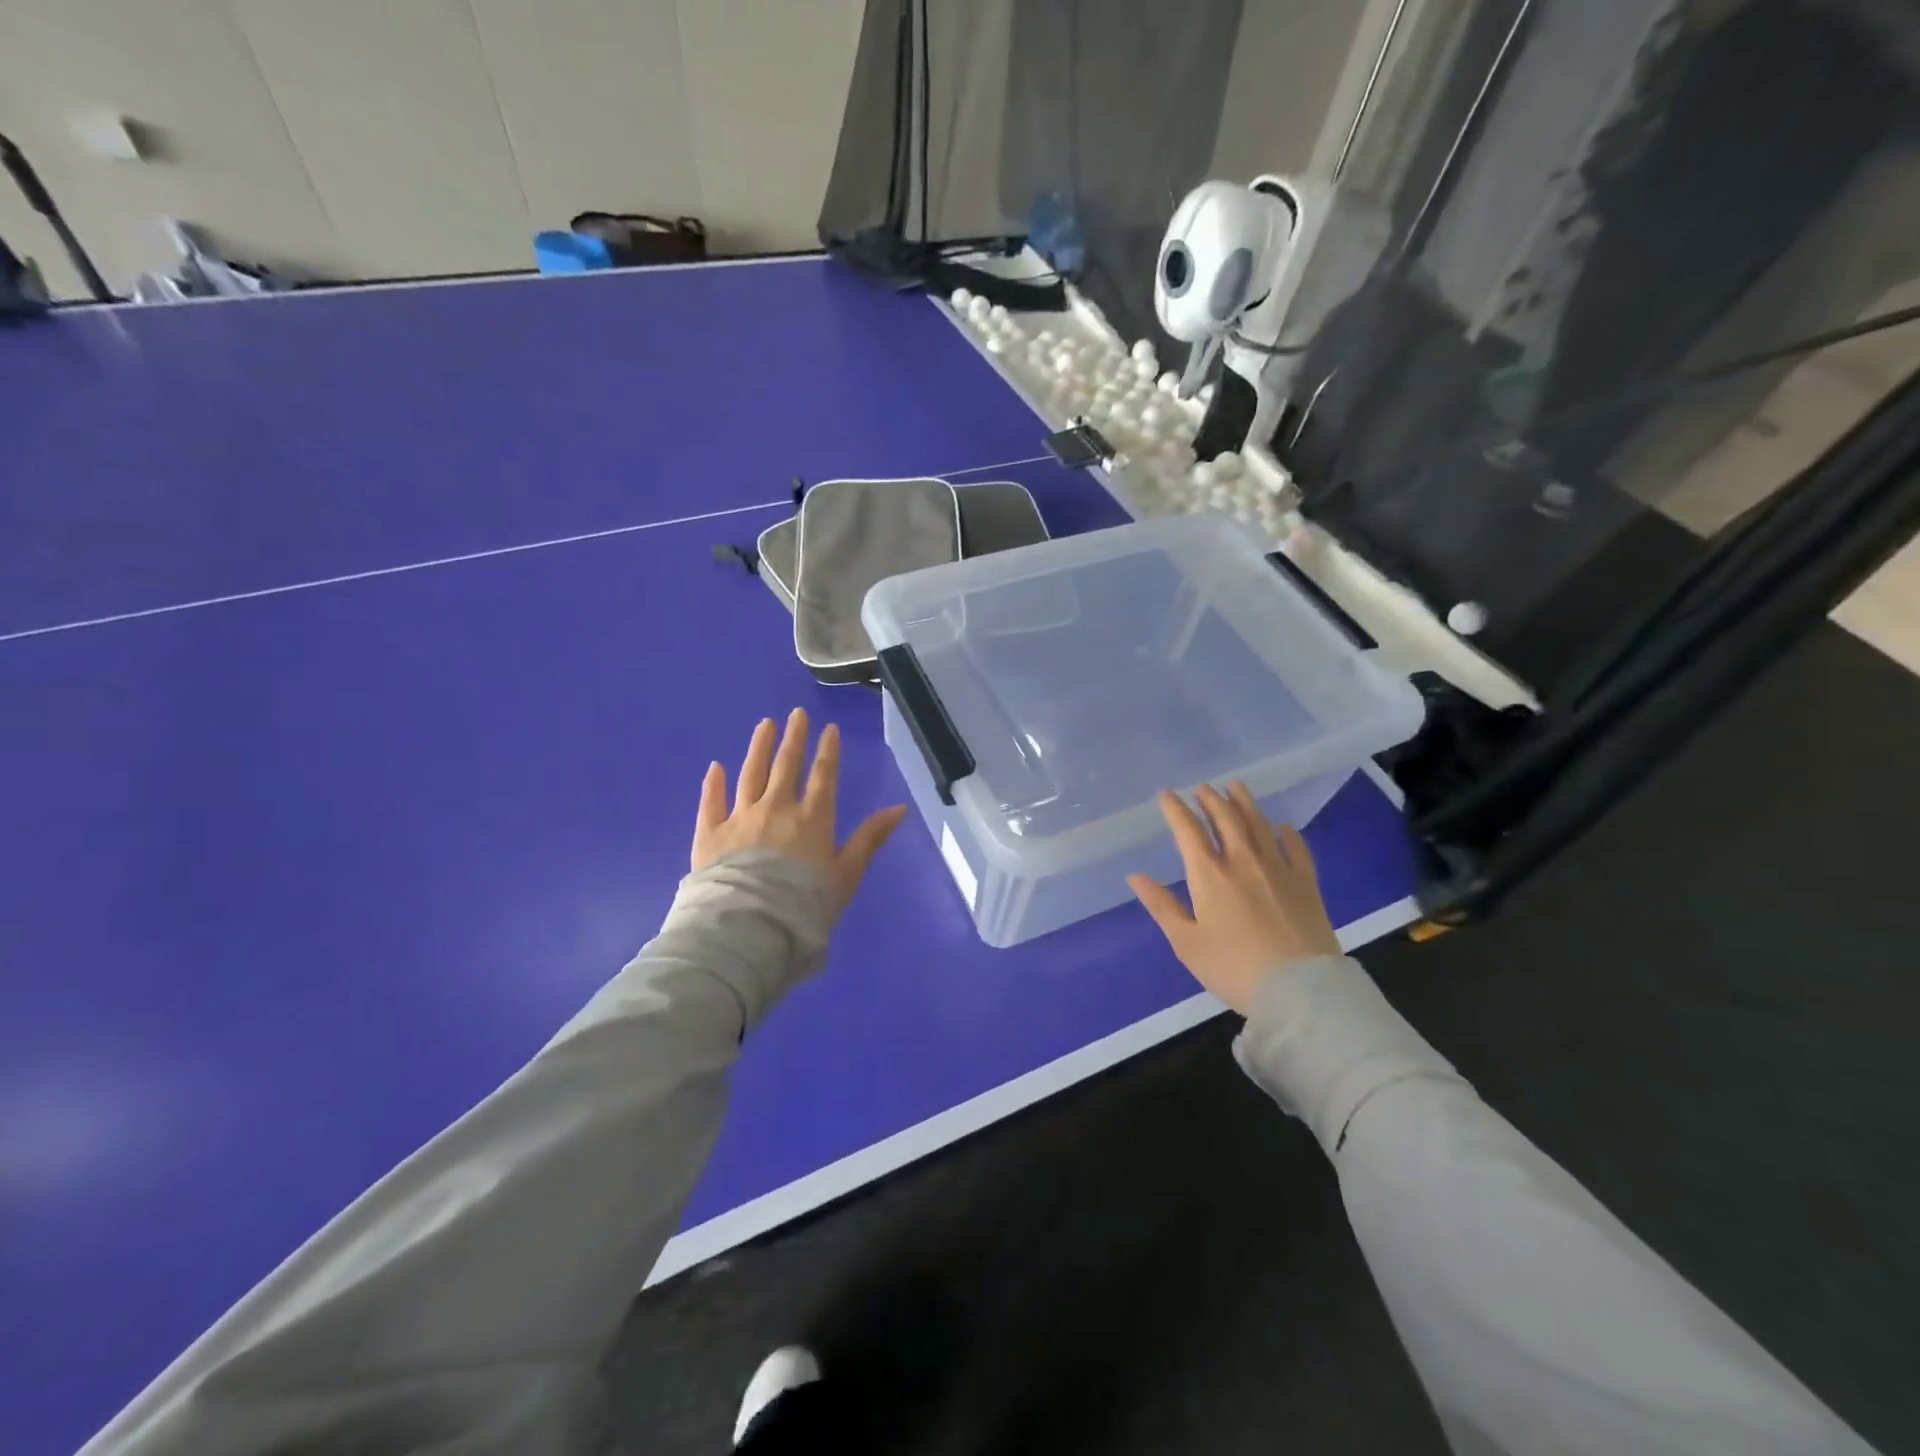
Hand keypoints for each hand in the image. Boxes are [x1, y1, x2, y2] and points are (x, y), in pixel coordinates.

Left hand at [693, 708, 907, 915]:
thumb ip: (870, 839)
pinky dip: (714, 784)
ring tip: (764, 725)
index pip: (822, 776)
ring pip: (750, 774)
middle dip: (793, 738)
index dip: (827, 751)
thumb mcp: (847, 875)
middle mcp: (776, 808)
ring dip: (758, 748)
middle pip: (786, 766)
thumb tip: (899, 809)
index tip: (828, 729)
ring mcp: (740, 818)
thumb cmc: (805, 905)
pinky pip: (711, 802)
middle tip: (796, 714)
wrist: (750, 928)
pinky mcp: (710, 834)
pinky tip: (715, 768)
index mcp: (812, 818)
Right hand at [1127, 782, 1340, 1015]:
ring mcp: (1278, 869)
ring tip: (1236, 787)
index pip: (1188, 831)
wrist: (1299, 990)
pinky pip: (1296, 849)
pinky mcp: (1306, 884)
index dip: (1176, 810)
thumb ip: (1162, 906)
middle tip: (1203, 788)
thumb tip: (1135, 876)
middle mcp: (1243, 861)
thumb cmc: (1233, 968)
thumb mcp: (1186, 943)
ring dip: (1245, 803)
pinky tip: (1282, 827)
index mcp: (1209, 875)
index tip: (1167, 795)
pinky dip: (1287, 834)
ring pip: (1259, 825)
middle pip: (1226, 820)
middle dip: (1211, 800)